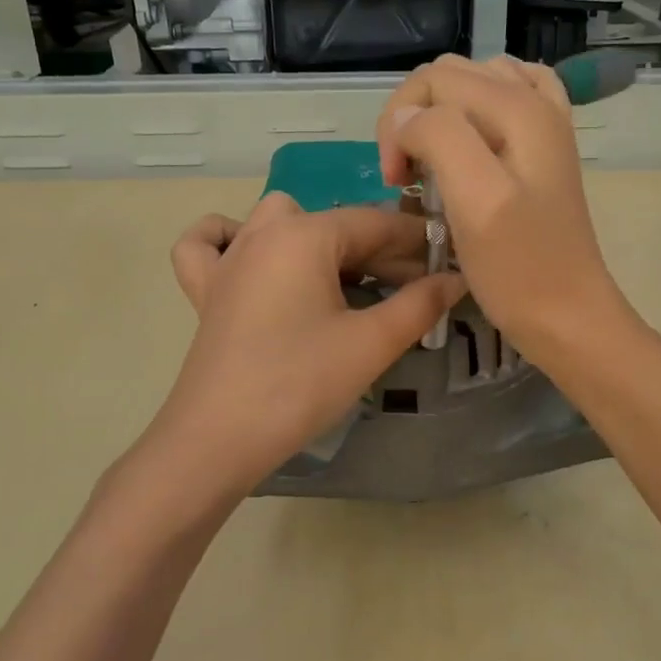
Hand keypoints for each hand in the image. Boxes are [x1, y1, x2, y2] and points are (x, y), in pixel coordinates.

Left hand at [157, 192, 466, 492]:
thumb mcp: (370, 344)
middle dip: (378, 251)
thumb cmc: (300, 385)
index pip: (374, 224)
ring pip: (277, 222)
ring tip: (343, 279)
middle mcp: (263, 232)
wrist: (219, 438)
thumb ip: (420, 305)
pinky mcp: (205, 290)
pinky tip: (256, 261)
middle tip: (412, 290)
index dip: (416, 242)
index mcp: (304, 235)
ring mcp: (228, 259)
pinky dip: (232, 240)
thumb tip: (456, 279)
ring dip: (316, 238)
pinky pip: (211, 244)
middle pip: (332, 224)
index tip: (448, 262)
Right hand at [377, 54, 623, 360]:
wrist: (568, 316)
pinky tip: (467, 148)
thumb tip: (406, 118)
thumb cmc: (518, 269)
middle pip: (449, 77)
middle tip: (408, 180)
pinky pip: (502, 106)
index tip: (397, 183)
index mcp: (519, 108)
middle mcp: (536, 102)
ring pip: (471, 88)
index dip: (399, 124)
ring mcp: (543, 126)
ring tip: (431, 167)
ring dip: (438, 119)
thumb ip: (440, 139)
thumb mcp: (475, 201)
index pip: (432, 80)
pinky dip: (472, 118)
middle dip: (413, 119)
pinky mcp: (541, 152)